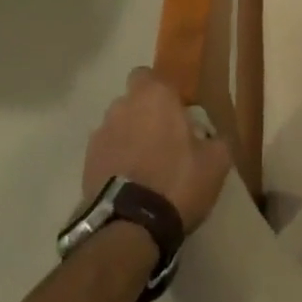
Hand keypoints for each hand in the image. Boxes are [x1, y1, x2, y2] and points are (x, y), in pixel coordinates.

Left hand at [82, 68, 231, 231]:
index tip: (175, 110)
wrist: (130, 227)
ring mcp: (100, 134)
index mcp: (155, 96)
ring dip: (128, 137)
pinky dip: (114, 161)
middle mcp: (123, 106)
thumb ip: (216, 138)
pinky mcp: (85, 164)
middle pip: (131, 100)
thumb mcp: (216, 161)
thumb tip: (211, 136)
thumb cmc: (177, 181)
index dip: (160, 90)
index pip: (149, 74)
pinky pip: (105, 152)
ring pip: (116, 126)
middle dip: (143, 113)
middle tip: (162, 138)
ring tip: (144, 166)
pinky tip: (128, 183)